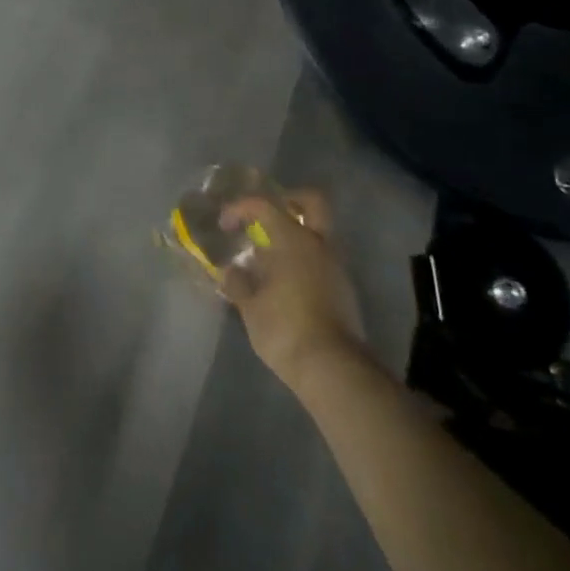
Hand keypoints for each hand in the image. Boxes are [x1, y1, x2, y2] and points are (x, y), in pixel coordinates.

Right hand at [219, 189, 366, 395]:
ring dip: (297, 235)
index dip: (240, 208)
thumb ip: (238, 283)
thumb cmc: (285, 328)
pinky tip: (285, 282)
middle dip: (290, 201)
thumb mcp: (250, 307)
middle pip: (312, 203)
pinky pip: (322, 260)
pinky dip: (305, 260)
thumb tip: (231, 272)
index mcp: (293, 239)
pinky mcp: (344, 291)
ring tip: (270, 257)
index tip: (225, 224)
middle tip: (267, 216)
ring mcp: (336, 267)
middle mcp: (319, 245)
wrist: (333, 369)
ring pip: (319, 233)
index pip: (264, 206)